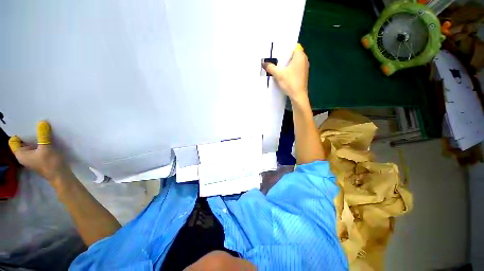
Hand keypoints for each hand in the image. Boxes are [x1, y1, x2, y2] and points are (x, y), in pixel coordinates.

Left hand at [8, 121, 74, 187]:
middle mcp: (24, 155)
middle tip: (36, 124)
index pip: (14, 140)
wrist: (61, 175)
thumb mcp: (47, 148)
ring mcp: (33, 156)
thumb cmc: (50, 164)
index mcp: (21, 154)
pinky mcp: (41, 157)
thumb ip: (44, 135)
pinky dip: (42, 142)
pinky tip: (49, 138)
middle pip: (23, 141)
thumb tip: (42, 122)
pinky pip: (39, 146)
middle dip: (30, 133)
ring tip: (44, 130)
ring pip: (32, 143)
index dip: (19, 133)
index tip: (27, 125)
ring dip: (37, 137)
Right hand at [262, 43, 308, 102]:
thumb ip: (271, 67)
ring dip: (286, 64)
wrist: (298, 95)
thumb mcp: (278, 74)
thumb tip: (263, 63)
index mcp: (300, 56)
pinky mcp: (302, 75)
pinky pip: (295, 68)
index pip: (293, 47)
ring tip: (277, 66)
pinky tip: (283, 73)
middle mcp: (304, 59)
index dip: (285, 48)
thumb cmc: (290, 82)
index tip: (277, 51)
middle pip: (293, 55)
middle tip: (275, 59)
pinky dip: (289, 69)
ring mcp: (304, 68)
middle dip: (284, 57)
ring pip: (294, 62)